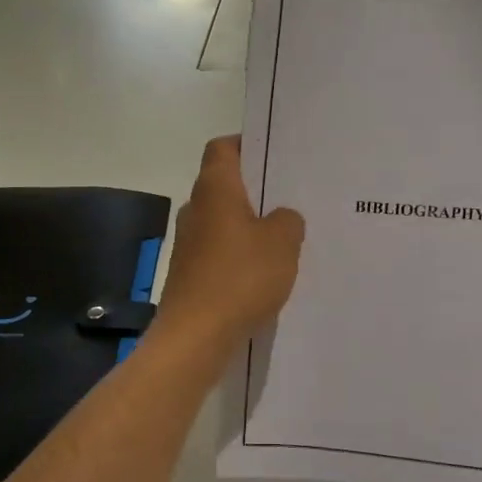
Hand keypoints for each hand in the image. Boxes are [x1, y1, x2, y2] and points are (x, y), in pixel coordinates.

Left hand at [154, 136, 304, 354]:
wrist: (195, 336)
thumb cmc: (240, 277)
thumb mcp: (283, 243)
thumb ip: (289, 220)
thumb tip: (281, 218)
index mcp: (215, 189)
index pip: (223, 148)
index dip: (247, 145)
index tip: (275, 155)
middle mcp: (195, 209)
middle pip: (225, 185)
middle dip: (256, 190)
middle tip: (292, 196)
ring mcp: (188, 244)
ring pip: (224, 222)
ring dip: (250, 226)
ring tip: (286, 237)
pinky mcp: (190, 274)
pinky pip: (220, 253)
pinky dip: (240, 256)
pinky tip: (266, 273)